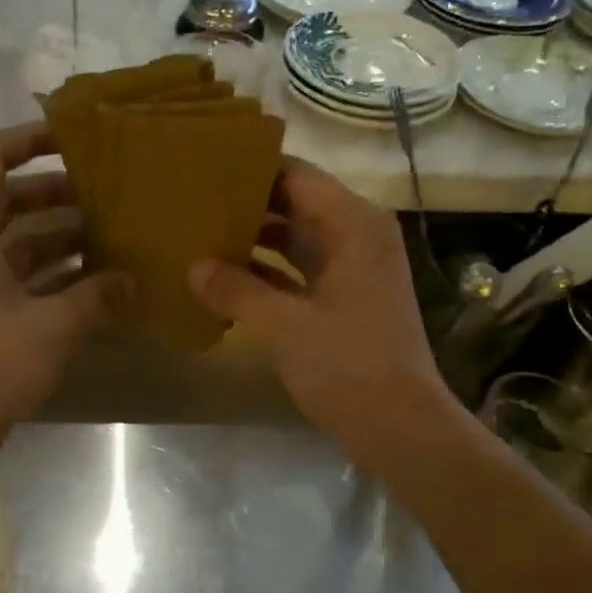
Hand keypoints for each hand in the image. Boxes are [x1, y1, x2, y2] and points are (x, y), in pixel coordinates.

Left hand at [0, 122, 125, 461]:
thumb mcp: (52, 326)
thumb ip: (96, 297)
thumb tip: (133, 280)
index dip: (28, 139)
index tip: (72, 139)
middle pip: (8, 202)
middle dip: (55, 194)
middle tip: (105, 195)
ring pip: (17, 246)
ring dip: (59, 240)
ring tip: (110, 239)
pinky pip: (19, 282)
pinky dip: (53, 280)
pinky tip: (94, 288)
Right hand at [190, 159, 452, 462]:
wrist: (398, 425)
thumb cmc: (347, 365)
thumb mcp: (285, 325)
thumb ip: (237, 290)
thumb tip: (193, 267)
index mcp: (354, 225)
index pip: (297, 176)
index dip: (252, 169)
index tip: (204, 167)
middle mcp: (357, 236)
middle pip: (296, 205)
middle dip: (248, 205)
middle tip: (194, 201)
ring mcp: (352, 271)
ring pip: (295, 241)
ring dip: (255, 241)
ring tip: (201, 235)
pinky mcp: (344, 301)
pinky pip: (299, 273)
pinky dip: (267, 275)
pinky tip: (225, 280)